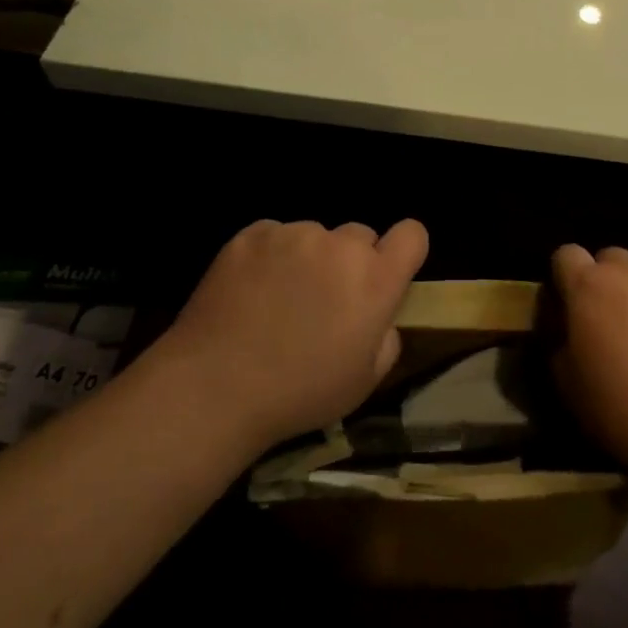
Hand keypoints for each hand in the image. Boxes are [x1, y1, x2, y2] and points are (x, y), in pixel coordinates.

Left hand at [157, 219, 428, 450]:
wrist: (215, 386)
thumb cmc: (299, 393)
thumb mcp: (365, 381)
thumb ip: (386, 338)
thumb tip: (378, 317)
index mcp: (376, 280)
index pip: (413, 234)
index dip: (404, 250)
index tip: (388, 273)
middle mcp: (340, 246)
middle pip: (360, 235)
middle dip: (351, 261)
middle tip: (325, 300)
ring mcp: (293, 235)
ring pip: (315, 236)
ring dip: (308, 259)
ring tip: (279, 299)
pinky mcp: (251, 235)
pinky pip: (275, 236)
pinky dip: (271, 256)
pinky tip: (251, 291)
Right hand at [551, 245, 627, 478]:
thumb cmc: (625, 409)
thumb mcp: (569, 387)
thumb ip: (561, 347)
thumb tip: (568, 336)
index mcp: (589, 288)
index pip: (566, 255)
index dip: (565, 276)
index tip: (569, 304)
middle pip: (611, 259)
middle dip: (607, 282)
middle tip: (612, 322)